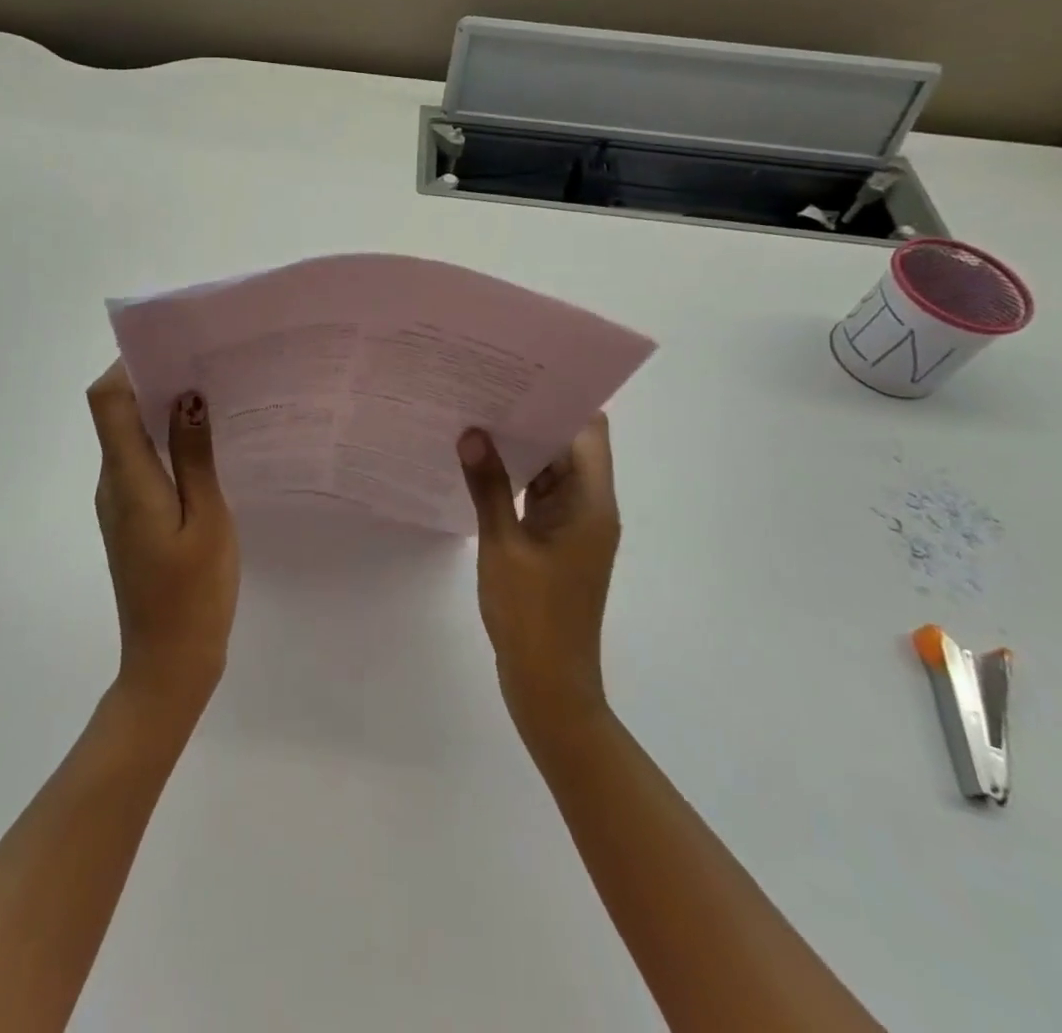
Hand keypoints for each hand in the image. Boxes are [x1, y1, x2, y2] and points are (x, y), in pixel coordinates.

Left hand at [87, 362, 238, 721]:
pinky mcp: (131, 517)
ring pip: (128, 436)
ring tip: (212, 394)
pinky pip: (141, 462)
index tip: (174, 347)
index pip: (106, 400)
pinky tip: (205, 445)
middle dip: (152, 379)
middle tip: (205, 363)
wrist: (169, 662)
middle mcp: (112, 481)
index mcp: (127, 477)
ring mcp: (118, 501)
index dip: (129, 364)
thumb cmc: (193, 592)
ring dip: (160, 410)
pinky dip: (164, 442)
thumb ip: (194, 454)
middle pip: (115, 412)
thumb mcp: (207, 518)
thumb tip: (187, 394)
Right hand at [458, 415, 619, 731]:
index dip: (560, 400)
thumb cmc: (533, 615)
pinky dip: (515, 478)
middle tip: (484, 390)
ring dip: (520, 448)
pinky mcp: (555, 541)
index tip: (519, 377)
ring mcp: (573, 525)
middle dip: (531, 418)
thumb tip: (471, 433)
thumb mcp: (503, 546)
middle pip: (569, 445)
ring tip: (474, 418)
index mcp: (591, 502)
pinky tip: (477, 465)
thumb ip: (488, 486)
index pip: (587, 432)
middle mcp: (590, 506)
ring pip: (551, 469)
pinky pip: (538, 495)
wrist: (549, 685)